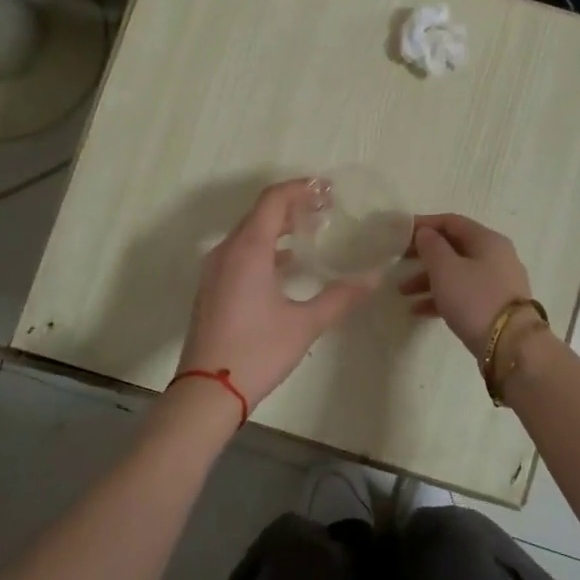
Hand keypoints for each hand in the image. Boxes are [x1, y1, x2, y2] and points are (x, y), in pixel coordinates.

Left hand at [177, 180, 378, 410]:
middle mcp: (227, 251)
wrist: (207, 391)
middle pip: (260, 213)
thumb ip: (340, 297)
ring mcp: (215, 270)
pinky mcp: (213, 288)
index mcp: (248, 250)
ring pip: (248, 233)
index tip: (328, 189)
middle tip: (326, 209)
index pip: (273, 200)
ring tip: (312, 232)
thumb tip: (373, 279)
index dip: (300, 188)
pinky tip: (288, 264)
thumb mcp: (305, 324)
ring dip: (278, 227)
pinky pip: (240, 252)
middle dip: (293, 205)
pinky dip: (265, 247)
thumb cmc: (257, 352)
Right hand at [399, 213, 536, 354]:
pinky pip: (464, 294)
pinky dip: (442, 297)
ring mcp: (498, 282)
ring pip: (457, 273)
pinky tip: (418, 310)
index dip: (424, 224)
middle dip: (424, 255)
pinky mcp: (496, 306)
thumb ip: (431, 246)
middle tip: (399, 262)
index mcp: (487, 240)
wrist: (511, 346)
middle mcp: (496, 256)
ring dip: (428, 279)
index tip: (400, 234)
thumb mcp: (446, 269)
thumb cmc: (475, 299)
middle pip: (454, 248)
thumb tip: (426, 233)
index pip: (452, 222)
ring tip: (402, 293)